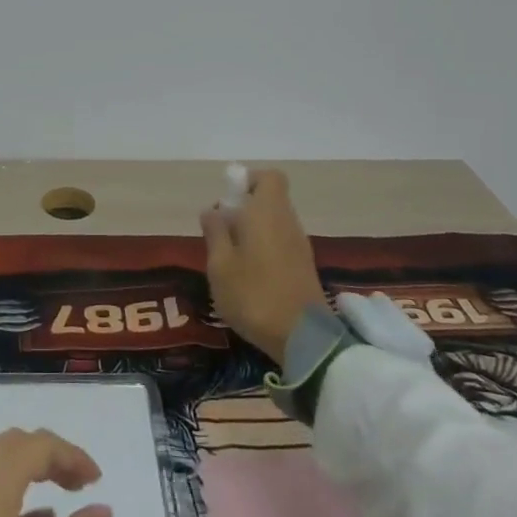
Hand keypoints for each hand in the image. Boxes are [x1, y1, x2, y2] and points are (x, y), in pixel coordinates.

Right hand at [200, 168, 325, 361]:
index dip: (249, 180)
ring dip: (252, 231)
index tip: (229, 200)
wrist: (303, 339)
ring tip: (229, 258)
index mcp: (267, 212)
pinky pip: (281, 243)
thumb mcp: (220, 265)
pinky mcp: (304, 267)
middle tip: (220, 232)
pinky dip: (264, 249)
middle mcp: (288, 222)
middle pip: (270, 200)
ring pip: (275, 223)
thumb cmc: (253, 295)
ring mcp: (300, 246)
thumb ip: (215, 233)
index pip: (269, 177)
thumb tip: (212, 210)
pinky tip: (248, 275)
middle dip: (244, 209)